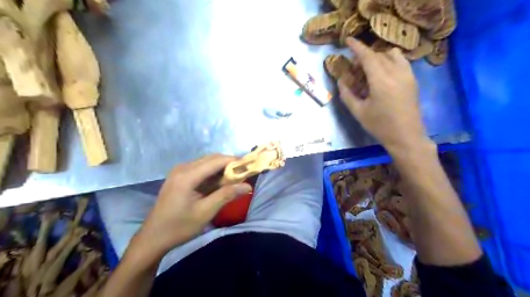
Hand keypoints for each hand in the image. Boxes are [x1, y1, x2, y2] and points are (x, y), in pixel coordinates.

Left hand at [136, 154, 251, 253]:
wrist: (153, 237)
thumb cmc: (179, 226)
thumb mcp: (205, 212)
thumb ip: (227, 195)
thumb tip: (248, 186)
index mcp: (187, 175)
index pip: (216, 161)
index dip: (234, 161)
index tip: (249, 166)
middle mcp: (183, 168)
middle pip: (211, 158)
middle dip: (229, 164)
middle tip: (244, 174)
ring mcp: (180, 171)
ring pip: (206, 163)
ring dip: (221, 168)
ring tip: (235, 179)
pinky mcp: (179, 177)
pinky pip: (200, 169)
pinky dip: (212, 173)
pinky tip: (219, 183)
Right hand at [340, 37, 430, 152]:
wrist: (406, 136)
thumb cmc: (380, 126)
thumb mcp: (358, 112)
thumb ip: (347, 94)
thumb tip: (341, 81)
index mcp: (381, 80)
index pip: (368, 56)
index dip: (357, 46)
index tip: (348, 40)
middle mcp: (396, 72)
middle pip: (378, 54)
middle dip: (365, 56)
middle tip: (355, 69)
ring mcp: (407, 75)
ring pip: (392, 55)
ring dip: (378, 57)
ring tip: (370, 70)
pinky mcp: (413, 79)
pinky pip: (401, 61)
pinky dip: (390, 61)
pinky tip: (383, 74)